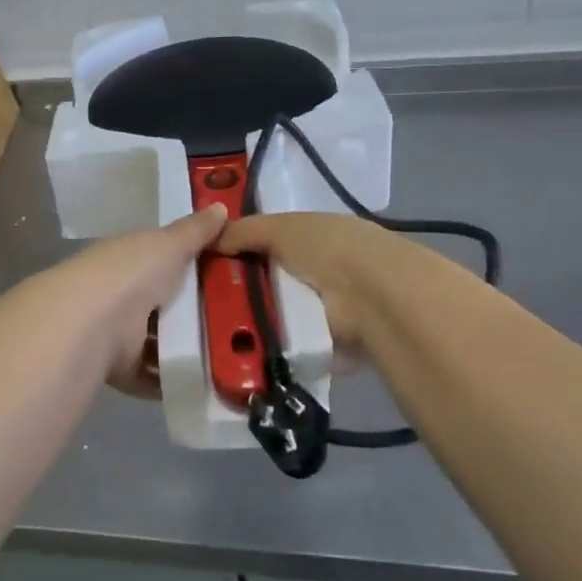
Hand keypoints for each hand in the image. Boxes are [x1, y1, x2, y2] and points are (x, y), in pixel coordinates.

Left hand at [35, 205, 226, 396]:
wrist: (94, 322)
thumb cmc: (132, 272)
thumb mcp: (169, 243)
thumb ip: (195, 231)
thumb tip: (221, 206)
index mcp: (130, 260)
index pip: (162, 261)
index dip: (191, 266)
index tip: (230, 275)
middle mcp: (122, 295)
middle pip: (164, 305)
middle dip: (195, 313)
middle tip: (242, 320)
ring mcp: (118, 334)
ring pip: (159, 342)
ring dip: (187, 350)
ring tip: (233, 355)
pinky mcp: (121, 369)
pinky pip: (153, 376)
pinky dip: (173, 380)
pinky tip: (207, 380)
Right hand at [216, 213, 406, 352]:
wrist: (373, 297)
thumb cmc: (326, 249)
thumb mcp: (279, 227)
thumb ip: (243, 231)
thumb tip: (210, 238)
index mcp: (315, 237)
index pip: (270, 244)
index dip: (241, 253)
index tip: (209, 267)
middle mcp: (323, 271)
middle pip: (271, 282)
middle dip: (244, 293)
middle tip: (209, 306)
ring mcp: (329, 310)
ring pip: (279, 316)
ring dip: (256, 324)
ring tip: (221, 334)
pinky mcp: (330, 345)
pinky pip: (290, 346)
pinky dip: (272, 350)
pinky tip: (246, 353)